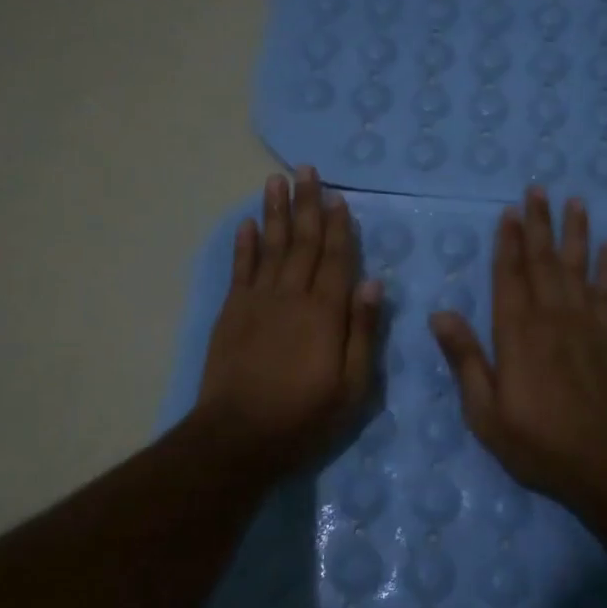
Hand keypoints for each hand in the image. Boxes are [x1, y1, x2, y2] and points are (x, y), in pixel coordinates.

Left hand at [193, 168, 380, 479]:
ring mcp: (258, 301)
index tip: (338, 197)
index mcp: (325, 312)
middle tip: (306, 170)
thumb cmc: (304, 416)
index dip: (339, 226)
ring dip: (275, 212)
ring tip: (276, 180)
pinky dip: (244, 245)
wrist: (238, 437)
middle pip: (303, 242)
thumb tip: (374, 282)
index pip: (336, 258)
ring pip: (270, 246)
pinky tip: (247, 223)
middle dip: (307, 204)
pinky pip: (240, 269)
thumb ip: (362, 331)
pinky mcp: (232, 312)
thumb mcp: (352, 385)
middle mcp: (292, 296)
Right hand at [429, 187, 606, 509]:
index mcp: (516, 333)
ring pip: (577, 267)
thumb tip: (439, 313)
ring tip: (574, 202)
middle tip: (537, 190)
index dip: (507, 243)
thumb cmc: (537, 441)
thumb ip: (464, 359)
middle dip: (539, 224)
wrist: (605, 461)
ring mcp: (585, 324)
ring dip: (575, 233)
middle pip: (543, 261)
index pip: (508, 276)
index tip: (509, 212)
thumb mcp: (485, 411)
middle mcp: (551, 318)